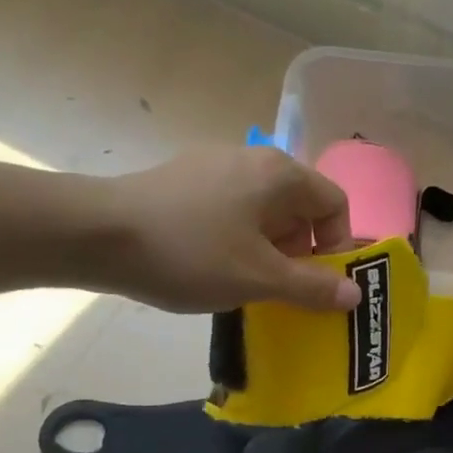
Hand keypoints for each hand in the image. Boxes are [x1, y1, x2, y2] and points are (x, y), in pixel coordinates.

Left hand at [96, 146, 359, 312]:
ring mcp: (214, 166)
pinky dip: (237, 240)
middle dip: (301, 253)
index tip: (318, 283)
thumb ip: (313, 287)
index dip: (337, 246)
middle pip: (299, 208)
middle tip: (282, 290)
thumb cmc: (191, 252)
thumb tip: (355, 293)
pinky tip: (211, 267)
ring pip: (263, 212)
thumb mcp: (259, 277)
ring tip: (246, 285)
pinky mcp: (183, 180)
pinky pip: (230, 211)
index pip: (334, 204)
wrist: (97, 234)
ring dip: (268, 251)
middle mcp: (252, 159)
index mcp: (280, 174)